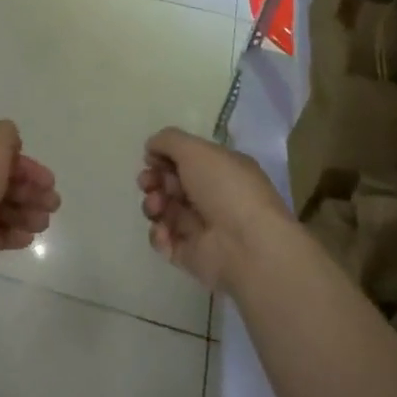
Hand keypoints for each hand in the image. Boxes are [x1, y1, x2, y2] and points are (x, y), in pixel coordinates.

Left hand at [0, 121, 59, 286]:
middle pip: (1, 180)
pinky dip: (9, 233)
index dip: (27, 166)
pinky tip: (27, 238)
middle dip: (29, 191)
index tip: (49, 181)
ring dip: (23, 213)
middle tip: (53, 205)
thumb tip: (10, 136)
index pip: (0, 153)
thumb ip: (6, 137)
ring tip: (43, 225)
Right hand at [139, 127, 290, 292]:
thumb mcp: (196, 150)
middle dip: (154, 180)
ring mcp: (202, 228)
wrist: (248, 246)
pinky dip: (158, 235)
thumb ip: (168, 141)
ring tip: (156, 207)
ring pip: (165, 211)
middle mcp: (212, 196)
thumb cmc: (225, 189)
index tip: (151, 158)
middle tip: (148, 183)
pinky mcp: (192, 255)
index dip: (164, 157)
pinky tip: (164, 231)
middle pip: (171, 184)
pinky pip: (166, 241)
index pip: (186, 159)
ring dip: (153, 204)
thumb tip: (151, 147)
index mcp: (220, 169)